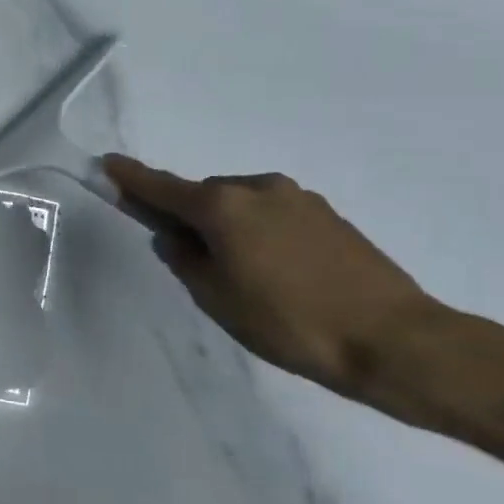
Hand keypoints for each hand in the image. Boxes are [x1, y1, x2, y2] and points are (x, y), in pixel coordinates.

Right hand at [102, 154, 444, 393]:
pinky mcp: (328, 215)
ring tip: (241, 273)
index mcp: (222, 206)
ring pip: (241, 204)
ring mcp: (298, 198)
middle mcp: (257, 188)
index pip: (162, 187)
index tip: (107, 164)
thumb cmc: (289, 322)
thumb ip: (184, 260)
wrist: (395, 339)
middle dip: (188, 215)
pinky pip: (273, 214)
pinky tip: (276, 270)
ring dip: (227, 225)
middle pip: (204, 196)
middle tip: (188, 256)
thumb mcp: (216, 298)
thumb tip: (174, 237)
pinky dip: (259, 231)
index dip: (131, 178)